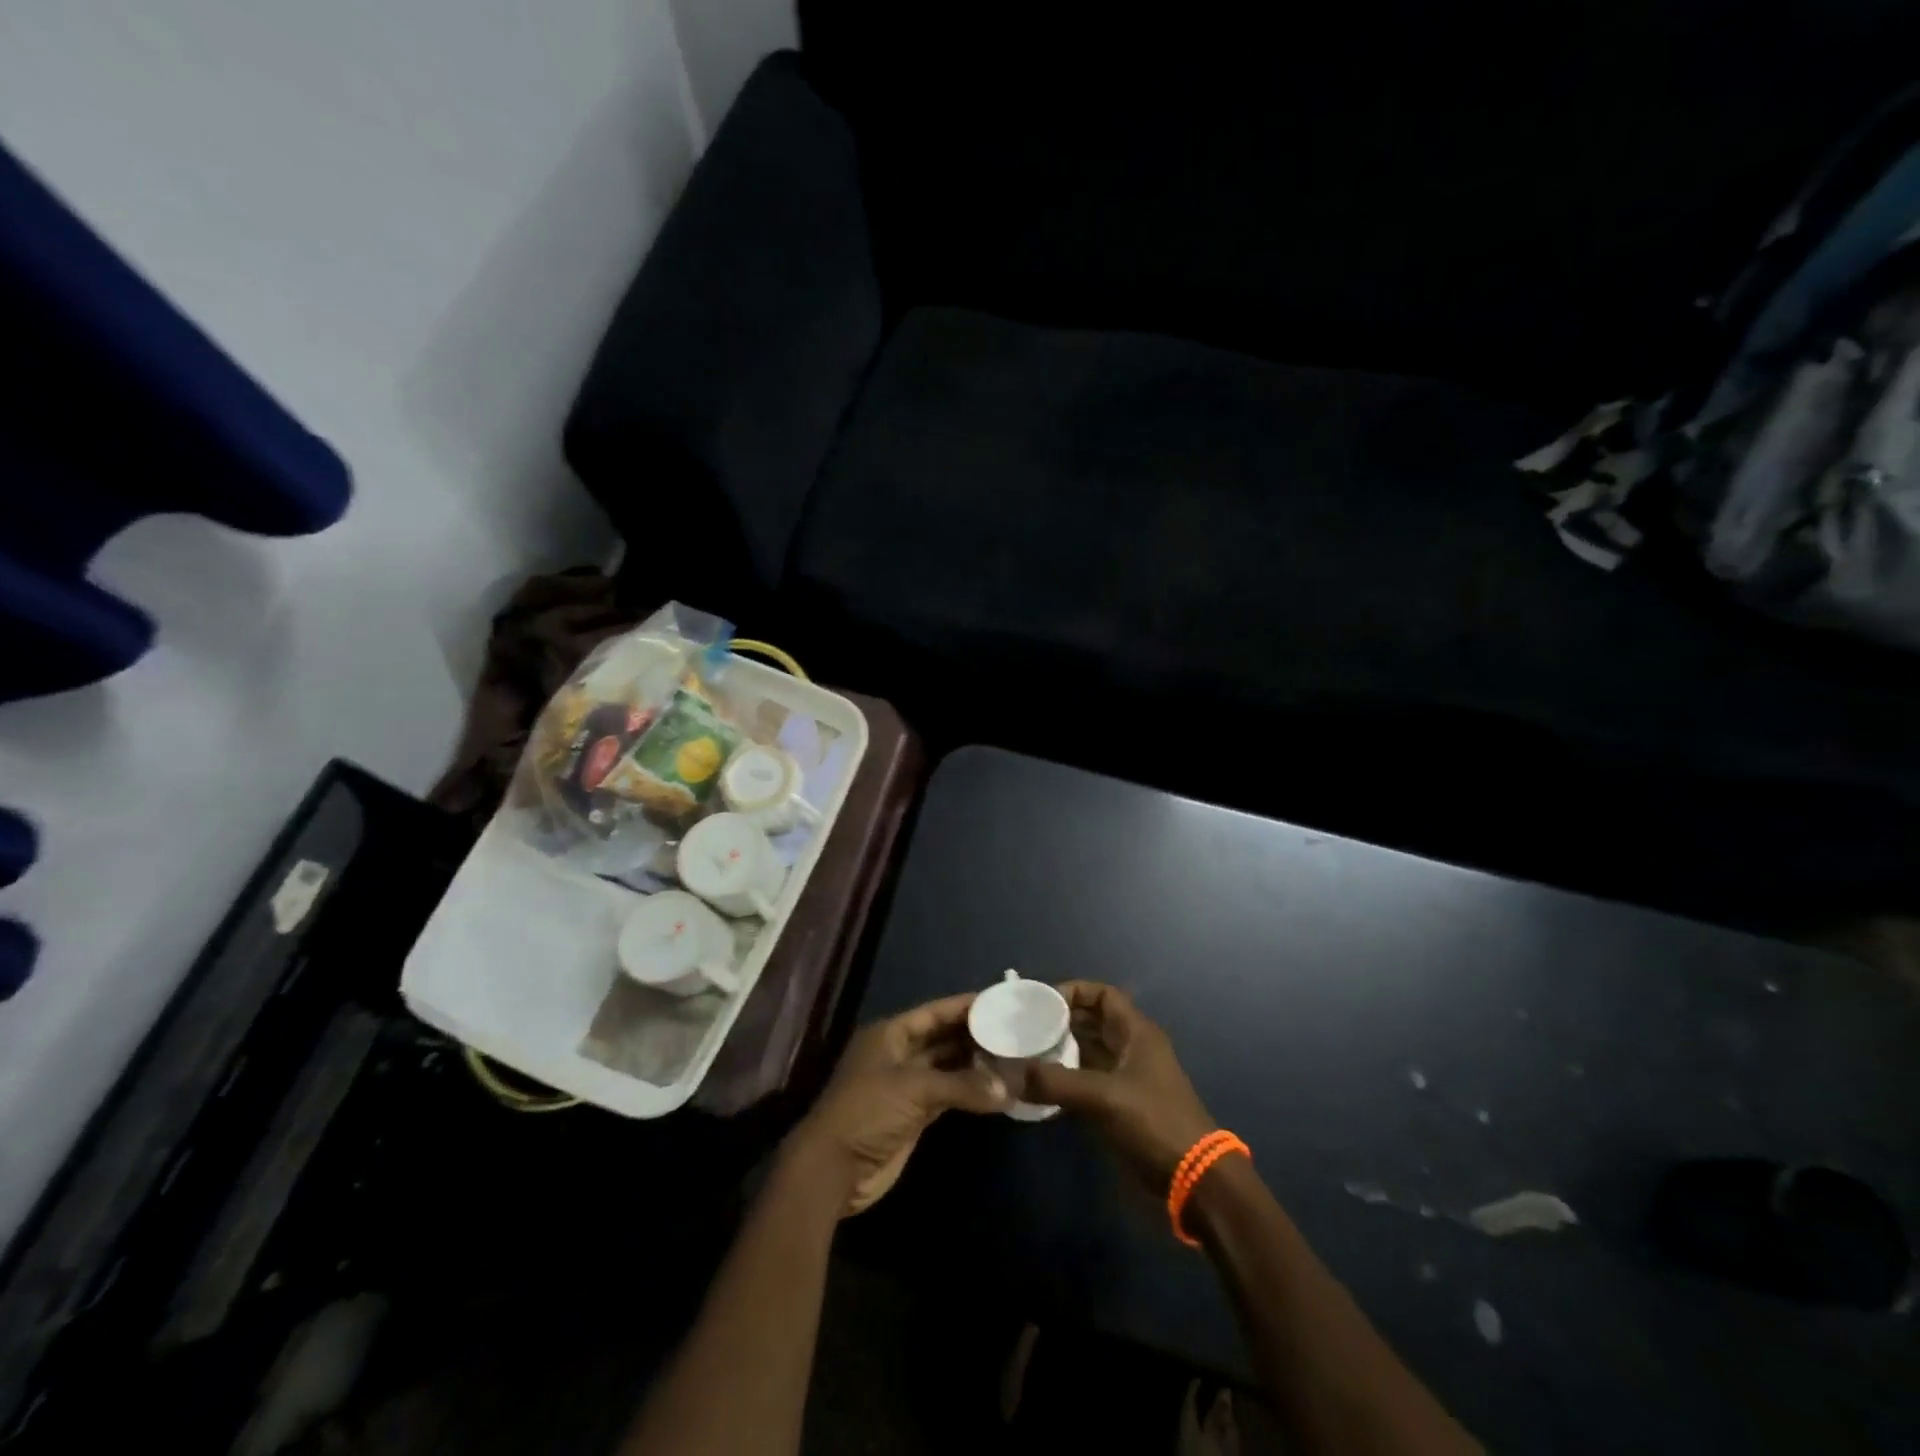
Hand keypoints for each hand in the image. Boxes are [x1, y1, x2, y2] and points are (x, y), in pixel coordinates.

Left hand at [787, 993, 1010, 1215]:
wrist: (833, 1169)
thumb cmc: (867, 1112)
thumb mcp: (914, 1090)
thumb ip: (962, 1085)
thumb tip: (1008, 1089)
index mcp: (890, 1034)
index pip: (934, 1012)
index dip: (964, 1006)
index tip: (998, 1001)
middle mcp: (898, 1055)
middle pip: (941, 1038)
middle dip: (973, 1035)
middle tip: (1013, 1030)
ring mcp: (905, 1086)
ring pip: (946, 1067)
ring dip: (974, 1065)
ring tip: (1011, 1057)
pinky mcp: (912, 1116)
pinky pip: (947, 1095)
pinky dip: (968, 1092)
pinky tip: (994, 1089)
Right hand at [1025, 982, 1217, 1189]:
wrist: (1195, 1180)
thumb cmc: (1154, 1122)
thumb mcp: (1104, 1098)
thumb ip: (1057, 1082)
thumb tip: (1011, 1075)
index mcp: (1137, 1033)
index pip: (1104, 995)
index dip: (1075, 991)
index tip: (1042, 1002)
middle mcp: (1133, 1048)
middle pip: (1094, 1022)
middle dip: (1062, 1021)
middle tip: (1027, 1028)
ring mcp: (1129, 1078)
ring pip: (1090, 1052)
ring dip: (1063, 1051)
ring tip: (1028, 1054)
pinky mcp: (1124, 1106)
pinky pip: (1090, 1080)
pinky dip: (1068, 1079)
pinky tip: (1043, 1087)